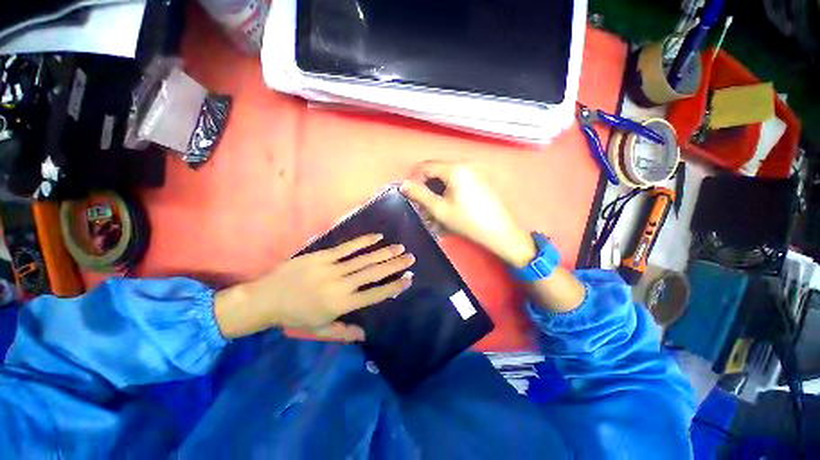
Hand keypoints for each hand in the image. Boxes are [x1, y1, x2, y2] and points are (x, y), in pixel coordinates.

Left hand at [214, 234, 414, 340]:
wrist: (267, 298)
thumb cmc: (295, 316)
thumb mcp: (320, 329)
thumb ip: (344, 332)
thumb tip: (365, 336)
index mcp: (342, 305)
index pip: (374, 295)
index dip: (393, 286)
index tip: (408, 279)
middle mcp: (341, 285)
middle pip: (373, 274)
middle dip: (394, 265)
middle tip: (410, 258)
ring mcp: (332, 268)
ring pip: (363, 259)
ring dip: (383, 253)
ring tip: (399, 247)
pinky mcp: (323, 256)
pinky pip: (347, 247)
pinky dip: (363, 242)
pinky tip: (377, 237)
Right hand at [401, 162, 535, 267]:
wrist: (500, 232)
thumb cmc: (468, 221)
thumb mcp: (440, 209)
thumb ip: (419, 195)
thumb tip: (404, 185)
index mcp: (455, 169)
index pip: (426, 166)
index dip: (414, 179)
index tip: (409, 194)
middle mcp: (465, 165)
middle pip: (437, 171)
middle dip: (426, 187)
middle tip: (422, 205)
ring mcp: (475, 172)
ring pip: (447, 178)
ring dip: (437, 192)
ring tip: (434, 210)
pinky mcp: (480, 181)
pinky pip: (458, 182)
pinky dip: (449, 192)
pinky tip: (448, 207)